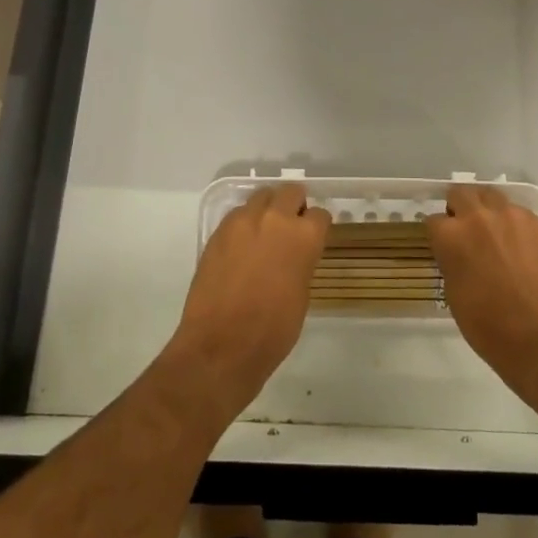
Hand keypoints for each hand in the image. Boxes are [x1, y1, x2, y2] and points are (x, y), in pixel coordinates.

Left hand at [170, 185, 329, 416]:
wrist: (221, 346)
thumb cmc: (273, 330)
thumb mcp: (302, 294)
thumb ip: (301, 262)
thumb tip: (295, 254)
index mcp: (304, 236)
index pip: (319, 214)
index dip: (317, 227)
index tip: (314, 238)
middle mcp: (274, 219)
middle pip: (290, 192)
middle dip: (294, 206)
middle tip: (291, 228)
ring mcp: (242, 222)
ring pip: (261, 197)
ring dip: (267, 210)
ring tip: (264, 235)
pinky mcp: (218, 232)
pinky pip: (237, 215)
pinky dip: (244, 224)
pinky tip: (242, 248)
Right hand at [428, 186, 537, 397]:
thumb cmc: (488, 325)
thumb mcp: (453, 292)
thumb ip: (451, 261)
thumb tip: (457, 252)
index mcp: (451, 236)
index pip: (434, 220)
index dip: (439, 234)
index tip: (444, 245)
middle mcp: (478, 217)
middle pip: (460, 194)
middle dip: (459, 208)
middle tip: (466, 230)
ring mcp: (511, 216)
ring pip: (491, 196)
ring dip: (487, 209)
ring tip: (495, 233)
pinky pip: (519, 212)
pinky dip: (514, 223)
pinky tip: (520, 246)